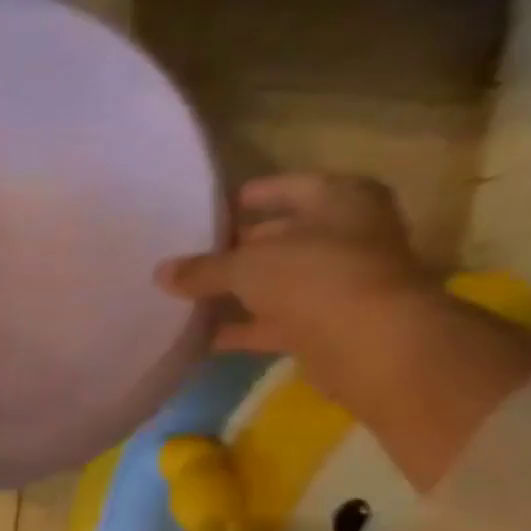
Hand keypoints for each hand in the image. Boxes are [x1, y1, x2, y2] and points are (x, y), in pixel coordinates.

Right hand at [157, 173, 435, 387]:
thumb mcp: (245, 266)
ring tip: (191, 294)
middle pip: (285, 236)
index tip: (217, 206)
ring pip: (278, 282)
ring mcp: (339, 284)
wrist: (369, 343)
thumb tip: (162, 272)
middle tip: (195, 253)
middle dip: (242, 246)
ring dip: (241, 290)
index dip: (255, 195)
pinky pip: (274, 322)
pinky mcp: (326, 326)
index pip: (291, 187)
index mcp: (341, 201)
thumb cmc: (314, 278)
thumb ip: (202, 268)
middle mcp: (347, 236)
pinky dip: (243, 328)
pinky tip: (204, 335)